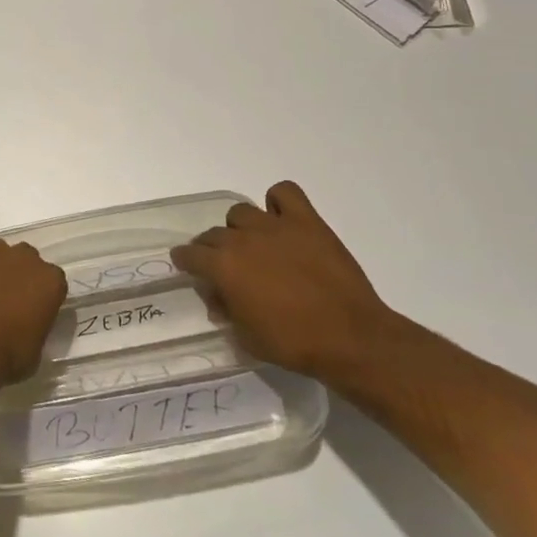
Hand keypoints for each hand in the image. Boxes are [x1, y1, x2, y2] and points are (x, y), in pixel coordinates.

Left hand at [0, 238, 67, 393]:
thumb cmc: (5, 358)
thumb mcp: (36, 349)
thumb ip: (37, 324)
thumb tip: (28, 321)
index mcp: (50, 281)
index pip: (53, 280)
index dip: (41, 295)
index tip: (32, 310)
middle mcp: (25, 258)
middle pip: (26, 260)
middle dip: (19, 275)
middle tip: (6, 301)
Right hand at [171, 181, 400, 383]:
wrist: (351, 338)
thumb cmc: (295, 344)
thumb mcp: (247, 338)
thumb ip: (226, 311)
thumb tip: (217, 296)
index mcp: (224, 267)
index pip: (190, 254)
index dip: (185, 260)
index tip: (187, 265)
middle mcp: (243, 239)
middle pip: (214, 233)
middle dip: (212, 248)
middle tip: (225, 266)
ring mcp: (275, 225)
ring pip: (242, 212)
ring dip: (241, 228)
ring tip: (255, 245)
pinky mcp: (306, 221)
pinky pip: (284, 192)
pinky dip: (278, 201)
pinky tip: (282, 220)